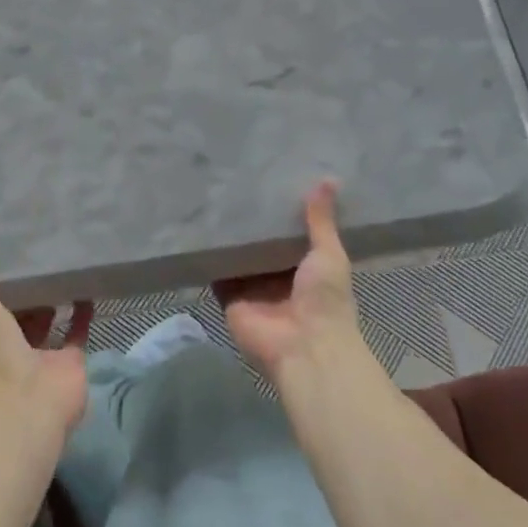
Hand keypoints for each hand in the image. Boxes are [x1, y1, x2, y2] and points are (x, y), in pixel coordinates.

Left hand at [0, 224, 91, 435]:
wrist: (25, 404)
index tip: (3, 251)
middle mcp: (9, 346)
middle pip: (18, 312)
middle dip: (27, 288)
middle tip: (38, 250)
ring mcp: (41, 355)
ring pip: (49, 320)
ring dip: (55, 297)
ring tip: (64, 262)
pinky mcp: (71, 360)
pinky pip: (78, 331)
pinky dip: (83, 311)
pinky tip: (88, 284)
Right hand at [215, 181, 367, 383]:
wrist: (304, 347)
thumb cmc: (325, 300)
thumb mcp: (329, 254)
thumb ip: (321, 221)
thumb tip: (329, 178)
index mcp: (306, 267)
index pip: (290, 234)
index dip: (282, 213)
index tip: (270, 181)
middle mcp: (278, 276)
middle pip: (261, 245)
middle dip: (251, 223)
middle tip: (236, 184)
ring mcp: (252, 288)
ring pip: (237, 256)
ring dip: (228, 238)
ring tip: (213, 199)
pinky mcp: (229, 298)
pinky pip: (217, 273)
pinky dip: (208, 257)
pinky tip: (197, 230)